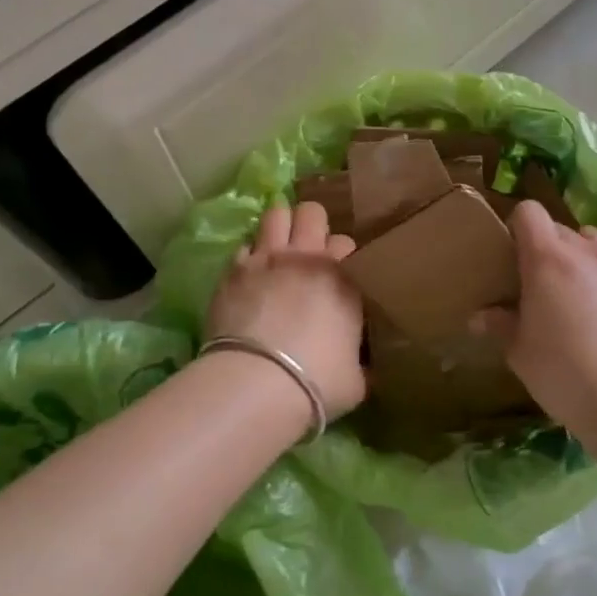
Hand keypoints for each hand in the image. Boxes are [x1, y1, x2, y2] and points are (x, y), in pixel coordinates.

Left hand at [205, 202, 366, 418]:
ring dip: (278, 225)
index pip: (347, 243)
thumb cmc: (317, 382)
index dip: (342, 255)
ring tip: (277, 243)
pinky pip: (244, 244)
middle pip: (312, 212)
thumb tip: (363, 367)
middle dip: (311, 224)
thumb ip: (360, 363)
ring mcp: (268, 258)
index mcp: (344, 278)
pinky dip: (249, 254)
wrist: (258, 383)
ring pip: (275, 214)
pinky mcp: (234, 270)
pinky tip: (249, 271)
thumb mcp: (356, 380)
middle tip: (308, 246)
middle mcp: (308, 257)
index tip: (338, 272)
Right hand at [475, 202, 596, 425]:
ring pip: (593, 245)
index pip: (528, 212)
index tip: (511, 253)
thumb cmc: (562, 372)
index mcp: (547, 259)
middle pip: (560, 229)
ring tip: (576, 293)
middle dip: (546, 248)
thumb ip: (500, 324)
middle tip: (538, 284)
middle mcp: (586, 251)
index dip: (517, 226)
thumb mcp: (519, 351)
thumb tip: (480, 317)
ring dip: (579, 258)